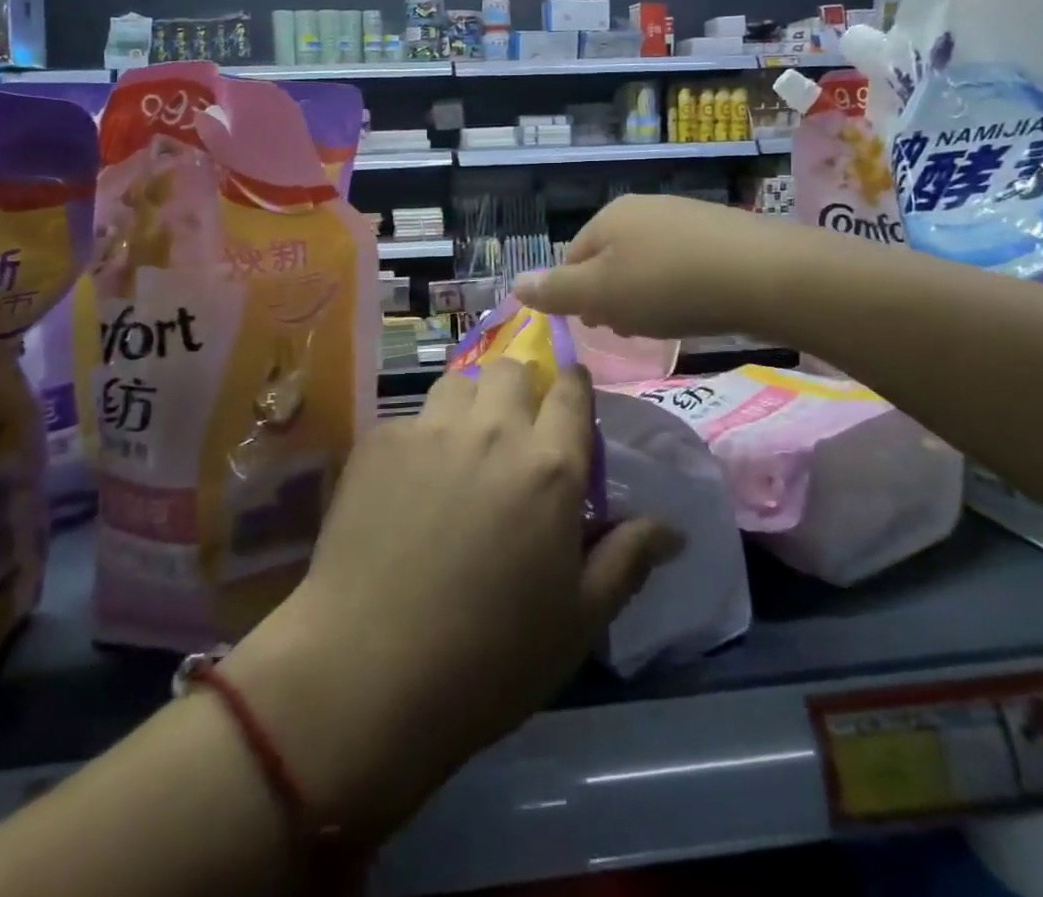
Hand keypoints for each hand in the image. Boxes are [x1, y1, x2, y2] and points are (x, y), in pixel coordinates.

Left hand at [220, 361, 680, 838]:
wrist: (368, 671)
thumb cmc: (490, 656)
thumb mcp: (578, 619)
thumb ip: (628, 558)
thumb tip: (673, 528)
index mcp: (549, 465)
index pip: (572, 389)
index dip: (573, 387)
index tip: (569, 402)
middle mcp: (492, 430)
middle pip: (511, 370)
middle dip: (520, 390)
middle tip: (513, 434)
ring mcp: (429, 430)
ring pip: (458, 384)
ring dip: (470, 406)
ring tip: (461, 451)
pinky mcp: (377, 442)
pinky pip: (410, 420)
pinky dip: (420, 440)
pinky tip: (407, 487)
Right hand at [514, 193, 792, 339]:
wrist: (764, 274)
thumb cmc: (669, 286)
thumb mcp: (602, 294)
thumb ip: (556, 290)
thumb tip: (515, 282)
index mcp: (608, 217)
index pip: (571, 260)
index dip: (577, 297)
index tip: (597, 326)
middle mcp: (642, 208)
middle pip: (609, 260)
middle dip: (612, 297)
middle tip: (631, 328)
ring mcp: (683, 216)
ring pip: (646, 262)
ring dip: (645, 295)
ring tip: (664, 323)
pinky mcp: (719, 232)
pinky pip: (681, 263)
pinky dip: (679, 287)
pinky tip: (696, 307)